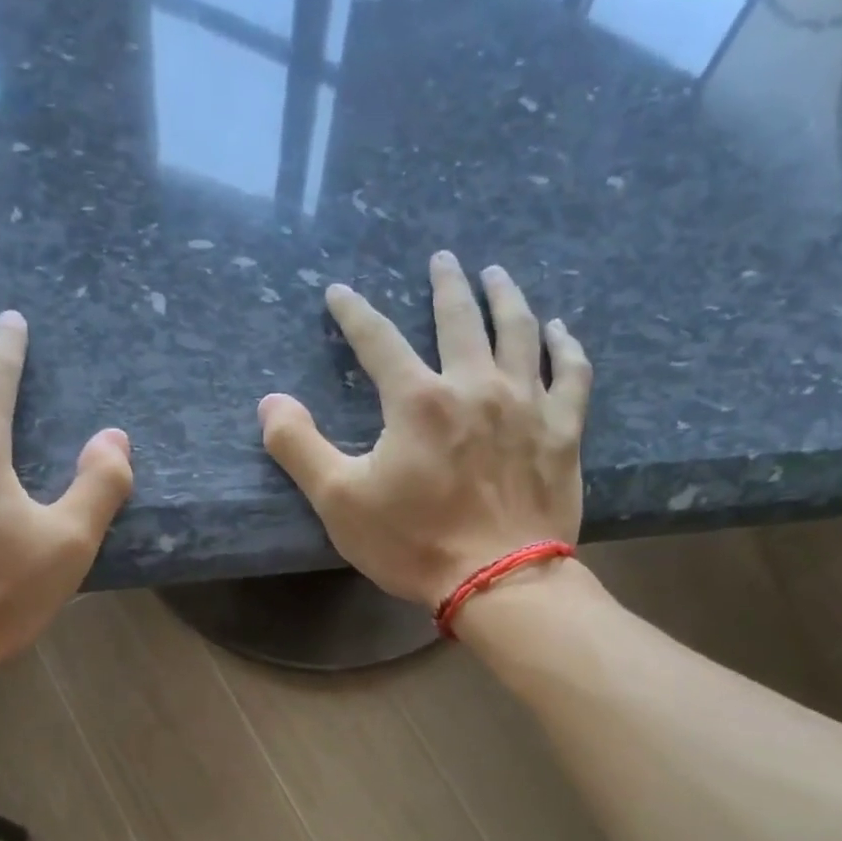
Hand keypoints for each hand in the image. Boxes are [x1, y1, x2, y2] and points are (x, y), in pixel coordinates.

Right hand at [258, 251, 589, 607]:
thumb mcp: (339, 502)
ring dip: (505, 297)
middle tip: (443, 259)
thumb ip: (299, 447)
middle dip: (447, 284)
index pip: (377, 340)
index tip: (339, 293)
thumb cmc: (415, 544)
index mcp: (417, 400)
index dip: (354, 312)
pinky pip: (571, 373)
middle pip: (459, 318)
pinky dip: (566, 346)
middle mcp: (474, 385)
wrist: (500, 581)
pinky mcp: (563, 431)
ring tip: (497, 275)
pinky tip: (560, 330)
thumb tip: (269, 402)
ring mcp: (526, 404)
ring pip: (518, 331)